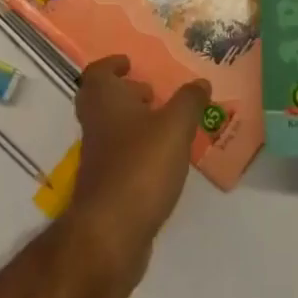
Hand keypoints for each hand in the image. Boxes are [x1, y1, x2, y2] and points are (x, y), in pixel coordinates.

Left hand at [64, 57, 208, 273]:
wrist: (110, 233)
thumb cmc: (140, 166)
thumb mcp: (174, 127)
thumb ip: (189, 102)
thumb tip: (201, 82)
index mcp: (105, 101)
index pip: (98, 72)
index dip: (112, 65)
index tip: (130, 63)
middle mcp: (95, 124)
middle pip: (102, 100)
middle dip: (125, 94)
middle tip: (151, 94)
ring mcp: (98, 158)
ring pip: (111, 129)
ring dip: (133, 123)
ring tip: (166, 126)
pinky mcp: (106, 187)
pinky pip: (120, 157)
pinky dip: (137, 151)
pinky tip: (163, 161)